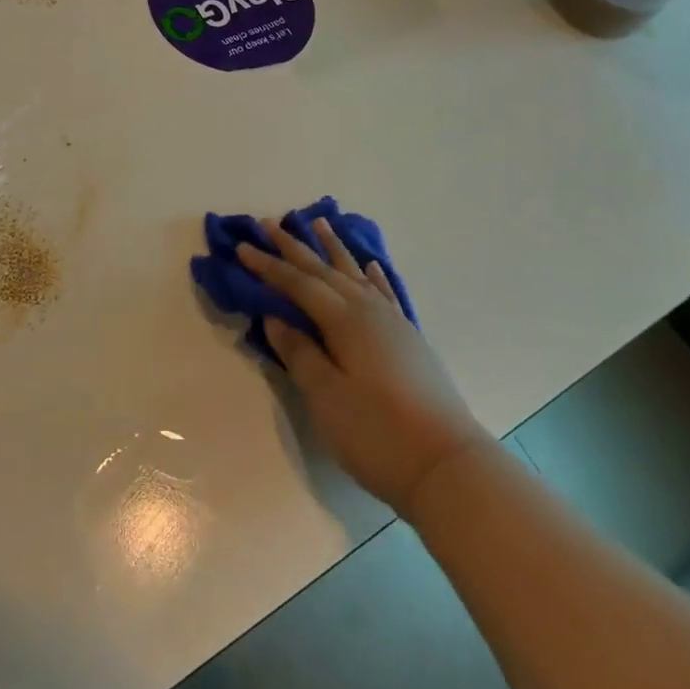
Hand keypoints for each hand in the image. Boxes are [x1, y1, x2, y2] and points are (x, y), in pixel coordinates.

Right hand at [239, 220, 486, 517]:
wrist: (448, 466)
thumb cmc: (377, 433)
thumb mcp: (326, 396)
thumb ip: (299, 352)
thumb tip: (274, 317)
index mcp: (344, 320)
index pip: (298, 284)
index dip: (268, 266)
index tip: (241, 247)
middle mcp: (368, 310)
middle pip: (324, 271)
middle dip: (294, 247)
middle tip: (268, 223)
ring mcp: (393, 323)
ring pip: (355, 274)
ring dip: (333, 249)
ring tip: (318, 223)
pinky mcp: (408, 339)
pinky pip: (384, 293)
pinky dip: (373, 276)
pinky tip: (369, 266)